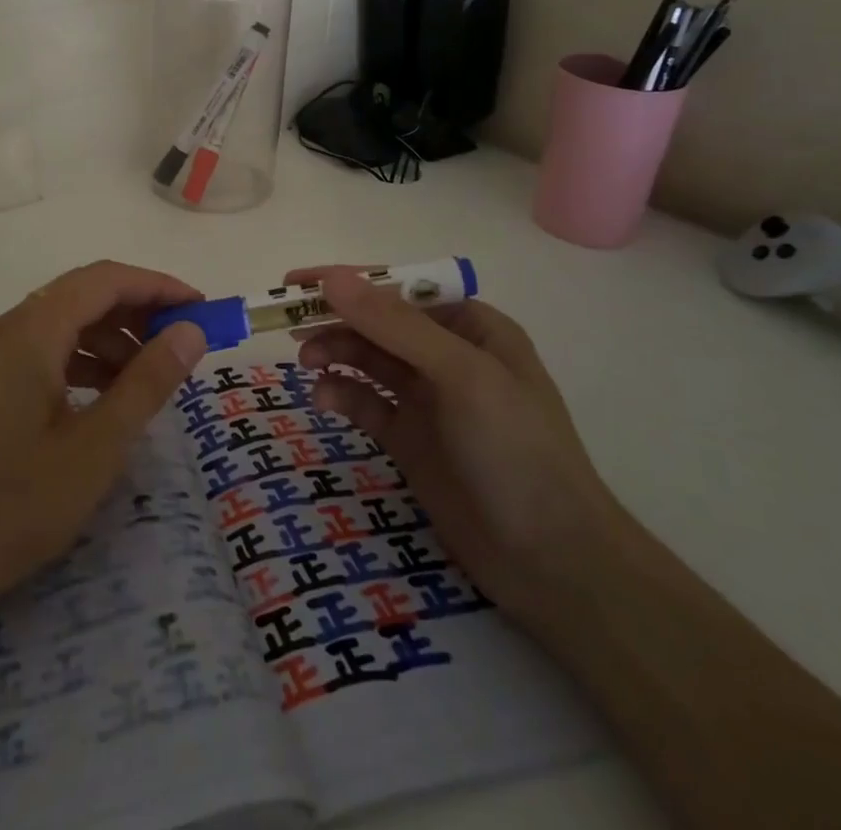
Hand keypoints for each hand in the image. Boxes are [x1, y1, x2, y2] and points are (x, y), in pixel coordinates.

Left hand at [0, 262, 209, 663]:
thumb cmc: (15, 506)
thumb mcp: (97, 447)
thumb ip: (147, 381)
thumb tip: (190, 330)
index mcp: (30, 332)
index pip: (104, 280)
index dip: (157, 286)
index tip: (200, 309)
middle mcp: (4, 328)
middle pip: (81, 294)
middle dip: (136, 310)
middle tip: (181, 342)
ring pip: (60, 321)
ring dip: (108, 336)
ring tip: (147, 375)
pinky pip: (40, 348)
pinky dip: (79, 358)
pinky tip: (102, 394)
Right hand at [288, 266, 625, 627]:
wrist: (552, 562)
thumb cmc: (516, 451)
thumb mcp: (461, 375)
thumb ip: (395, 325)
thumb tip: (332, 279)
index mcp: (471, 327)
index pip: (399, 289)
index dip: (348, 281)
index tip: (297, 282)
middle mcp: (448, 356)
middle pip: (378, 323)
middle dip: (336, 319)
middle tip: (288, 324)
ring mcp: (428, 399)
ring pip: (368, 360)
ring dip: (335, 354)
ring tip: (307, 362)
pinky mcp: (410, 439)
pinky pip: (366, 403)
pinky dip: (343, 395)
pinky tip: (325, 400)